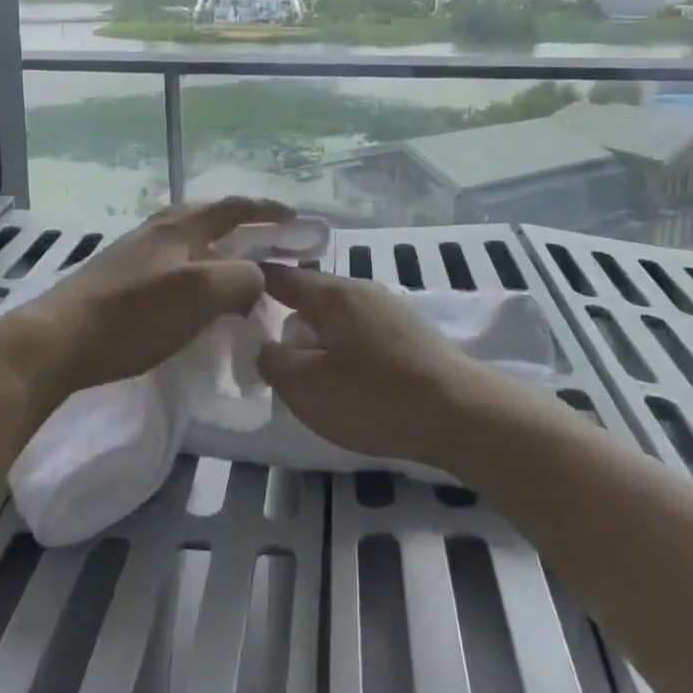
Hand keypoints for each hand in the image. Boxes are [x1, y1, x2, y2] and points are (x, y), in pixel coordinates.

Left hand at [0, 198, 291, 402]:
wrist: (57, 341)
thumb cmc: (133, 315)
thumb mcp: (200, 293)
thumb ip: (240, 279)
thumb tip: (256, 279)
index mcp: (180, 226)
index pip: (234, 207)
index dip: (267, 211)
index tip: (295, 220)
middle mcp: (158, 230)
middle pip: (209, 217)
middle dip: (242, 225)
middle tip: (268, 244)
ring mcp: (135, 254)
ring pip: (189, 242)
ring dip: (218, 250)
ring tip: (237, 273)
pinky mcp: (120, 279)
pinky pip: (173, 266)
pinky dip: (197, 272)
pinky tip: (195, 297)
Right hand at [255, 263, 498, 468]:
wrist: (462, 415)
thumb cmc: (375, 397)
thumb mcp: (307, 386)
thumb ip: (273, 361)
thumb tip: (265, 346)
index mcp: (333, 293)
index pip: (282, 277)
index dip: (254, 284)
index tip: (231, 295)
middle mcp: (363, 290)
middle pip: (312, 296)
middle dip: (287, 315)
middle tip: (263, 344)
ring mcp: (391, 310)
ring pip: (338, 316)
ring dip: (317, 335)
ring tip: (303, 366)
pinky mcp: (411, 335)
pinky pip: (361, 332)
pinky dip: (344, 346)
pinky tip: (345, 376)